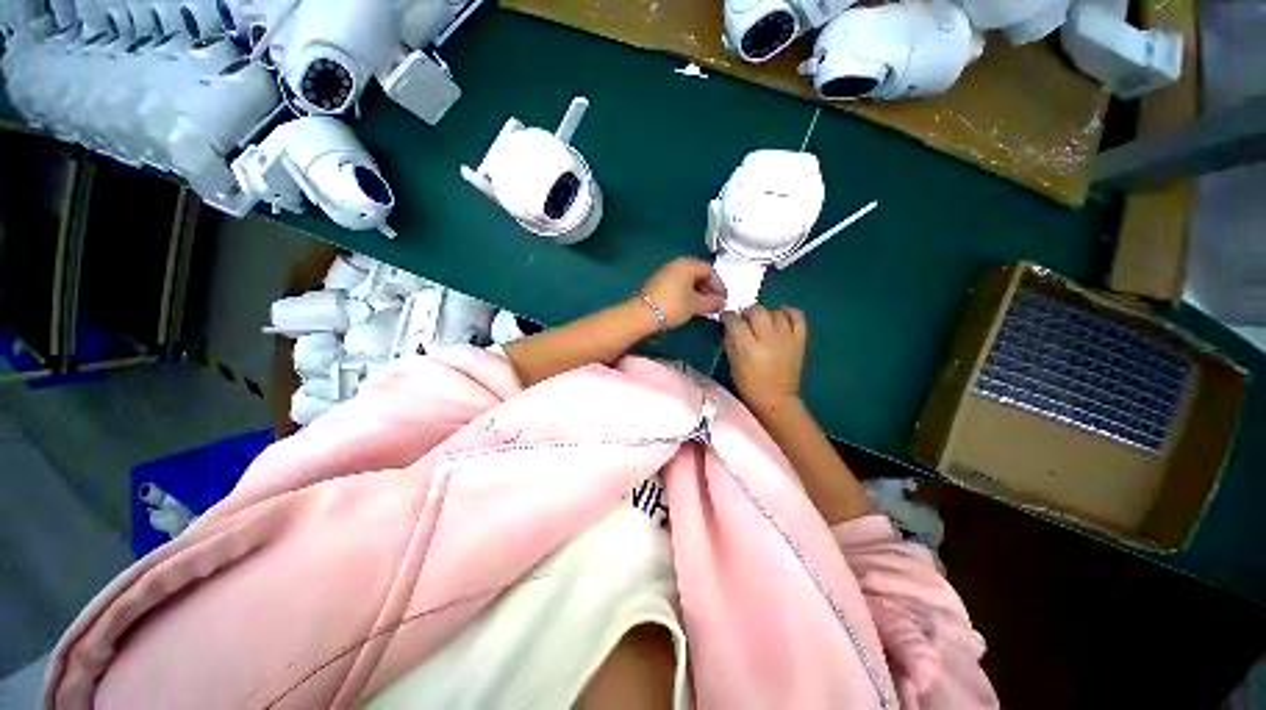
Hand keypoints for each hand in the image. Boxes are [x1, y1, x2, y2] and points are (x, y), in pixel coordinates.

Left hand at [638, 258, 726, 328]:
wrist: (643, 314)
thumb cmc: (673, 306)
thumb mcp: (695, 305)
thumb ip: (712, 303)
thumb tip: (722, 303)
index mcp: (688, 264)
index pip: (710, 270)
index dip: (719, 285)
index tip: (723, 299)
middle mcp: (676, 264)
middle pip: (698, 273)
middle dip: (708, 288)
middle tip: (714, 303)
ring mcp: (665, 272)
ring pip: (687, 279)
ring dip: (698, 291)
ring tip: (703, 306)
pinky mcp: (658, 282)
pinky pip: (678, 284)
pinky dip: (686, 293)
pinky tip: (689, 305)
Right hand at [723, 305, 807, 412]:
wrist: (776, 399)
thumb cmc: (749, 384)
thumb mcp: (733, 363)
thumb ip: (731, 341)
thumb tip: (730, 325)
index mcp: (748, 347)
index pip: (735, 321)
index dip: (728, 317)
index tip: (726, 318)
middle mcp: (768, 339)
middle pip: (756, 311)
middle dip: (747, 312)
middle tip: (744, 320)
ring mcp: (786, 338)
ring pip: (775, 312)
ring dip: (766, 313)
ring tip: (761, 321)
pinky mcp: (799, 340)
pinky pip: (797, 316)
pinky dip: (788, 312)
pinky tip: (780, 316)